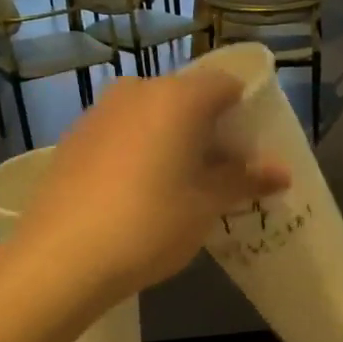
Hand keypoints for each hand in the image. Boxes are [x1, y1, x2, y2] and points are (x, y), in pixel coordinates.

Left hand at [16, 70, 289, 299]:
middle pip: (188, 98)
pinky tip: (140, 193)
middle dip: (211, 130)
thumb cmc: (150, 224)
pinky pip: (123, 132)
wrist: (61, 258)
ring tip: (182, 187)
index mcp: (178, 97)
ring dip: (175, 141)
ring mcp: (100, 112)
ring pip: (153, 115)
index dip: (245, 113)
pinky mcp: (74, 137)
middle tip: (222, 175)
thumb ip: (245, 180)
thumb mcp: (206, 205)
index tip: (251, 151)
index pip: (227, 84)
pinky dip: (142, 150)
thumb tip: (282, 171)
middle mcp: (138, 90)